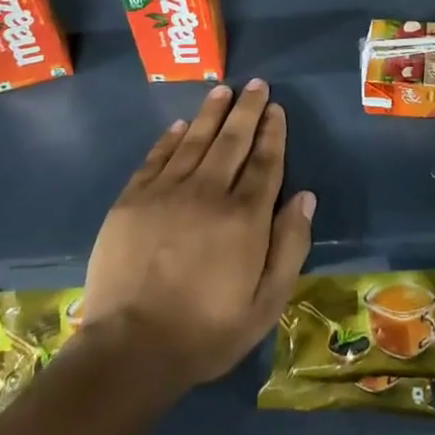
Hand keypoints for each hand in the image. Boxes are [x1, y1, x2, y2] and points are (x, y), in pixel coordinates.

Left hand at [82, 81, 314, 392]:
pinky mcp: (132, 200)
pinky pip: (157, 157)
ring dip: (211, 113)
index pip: (264, 162)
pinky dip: (171, 138)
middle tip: (255, 84)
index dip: (272, 133)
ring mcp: (166, 193)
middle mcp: (208, 193)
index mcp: (244, 217)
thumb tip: (305, 197)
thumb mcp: (266, 303)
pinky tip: (181, 125)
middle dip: (247, 110)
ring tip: (223, 90)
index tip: (276, 109)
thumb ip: (290, 246)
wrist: (130, 349)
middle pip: (232, 141)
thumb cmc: (206, 331)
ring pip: (195, 140)